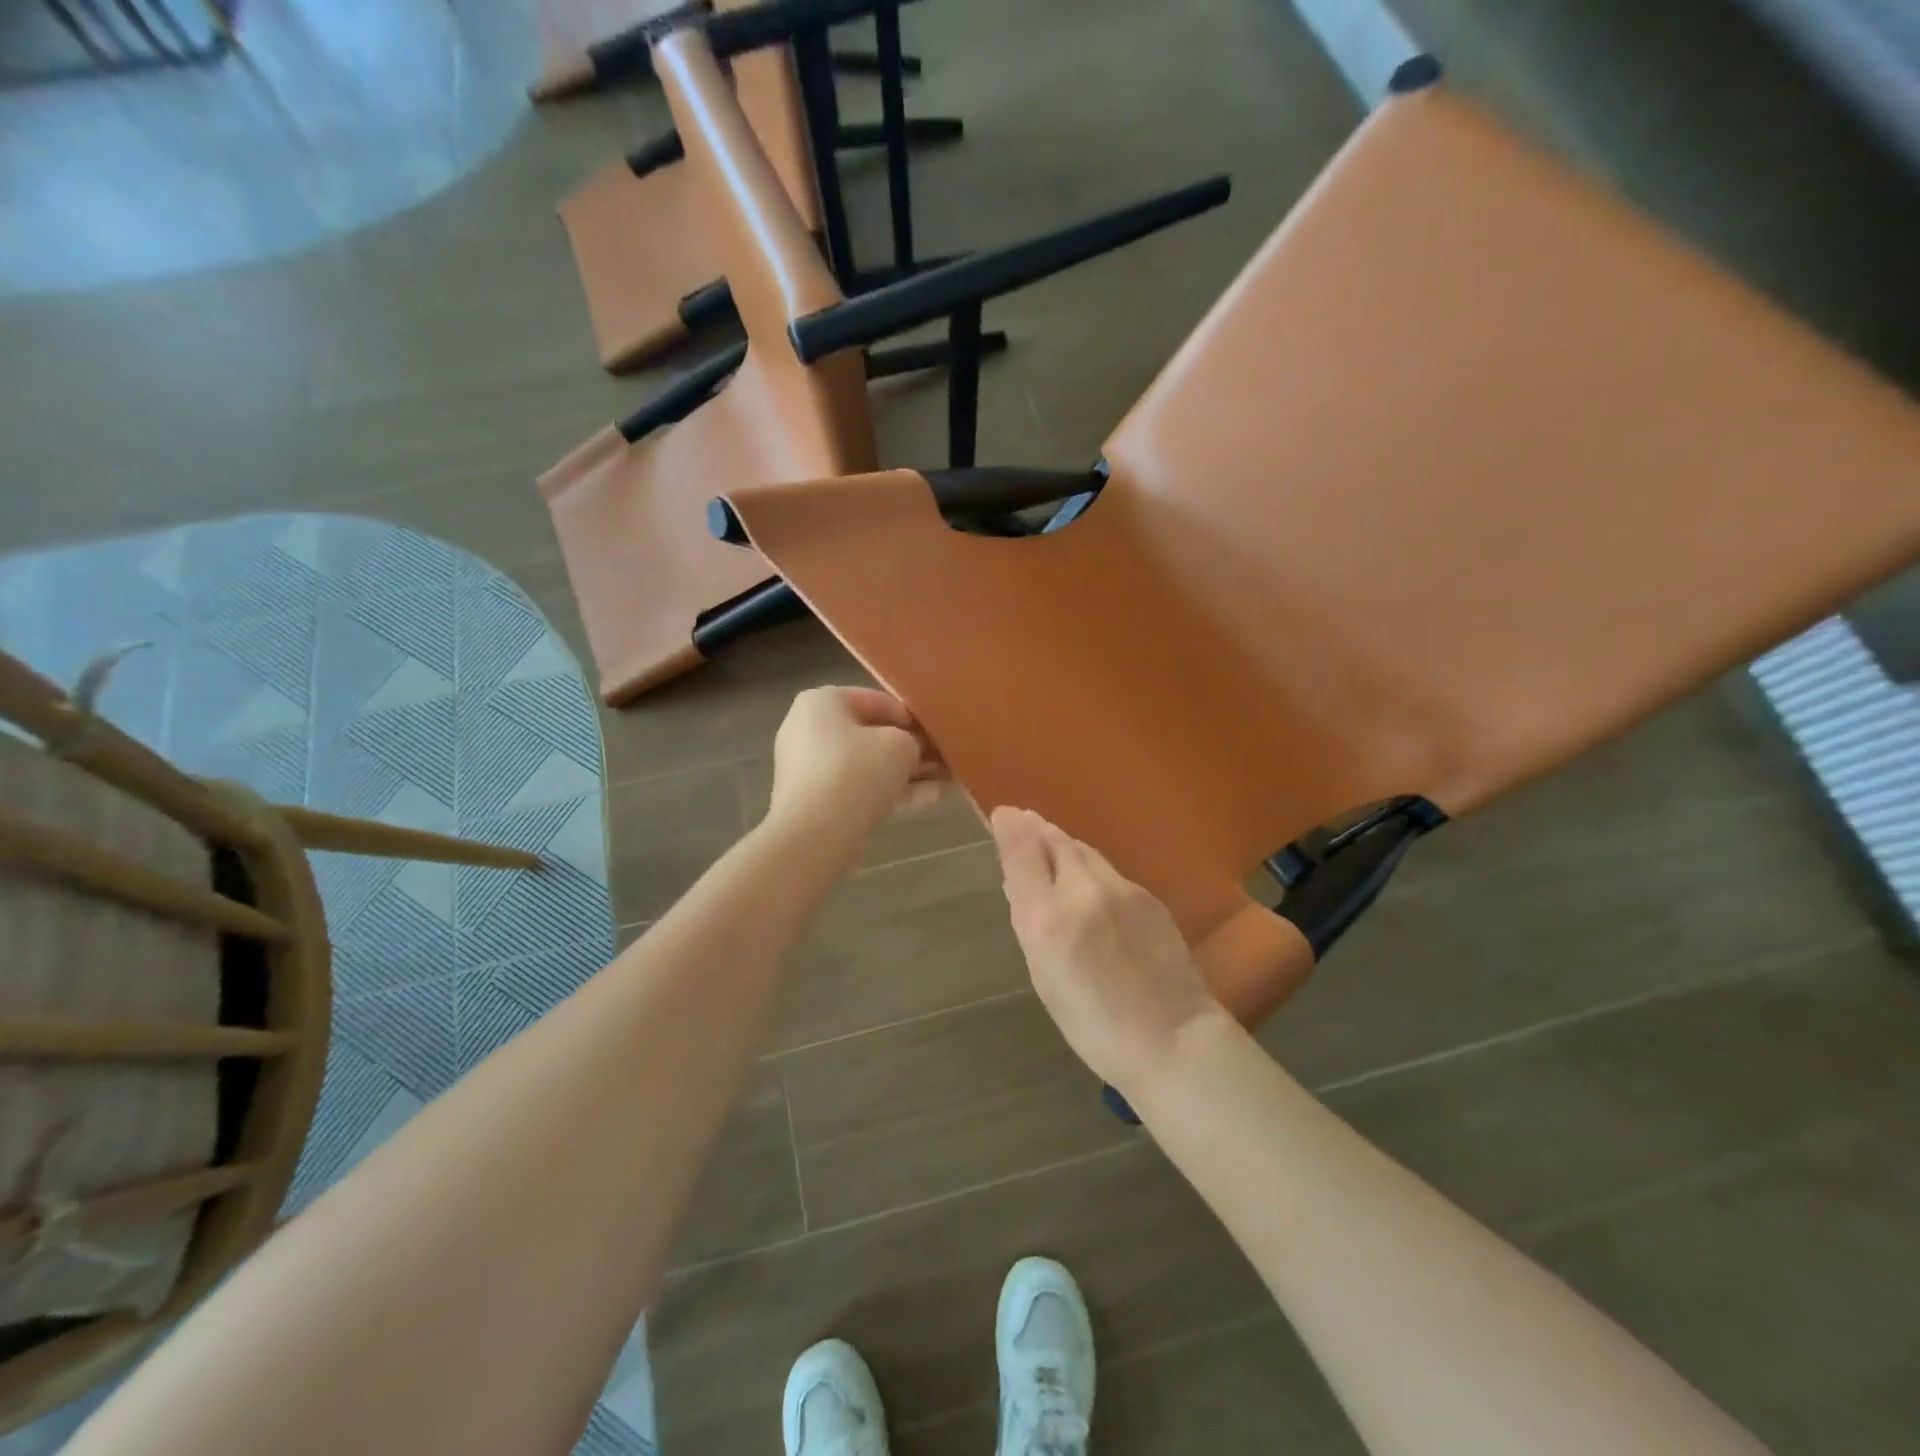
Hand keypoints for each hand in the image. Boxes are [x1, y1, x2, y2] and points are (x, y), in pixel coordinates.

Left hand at [768, 688, 946, 851]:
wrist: (816, 833)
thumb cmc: (857, 770)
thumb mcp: (900, 745)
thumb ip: (913, 741)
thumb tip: (913, 751)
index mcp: (822, 703)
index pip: (874, 700)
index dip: (910, 715)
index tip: (935, 731)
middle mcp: (810, 731)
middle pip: (871, 736)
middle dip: (911, 749)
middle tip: (944, 757)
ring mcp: (812, 770)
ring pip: (870, 767)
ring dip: (909, 774)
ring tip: (948, 780)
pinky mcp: (818, 803)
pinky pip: (861, 790)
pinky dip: (894, 793)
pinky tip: (934, 800)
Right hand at [990, 806, 1226, 1094]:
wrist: (1173, 1039)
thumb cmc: (1094, 1025)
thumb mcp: (1045, 978)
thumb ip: (1032, 923)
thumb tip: (1019, 883)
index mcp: (1048, 919)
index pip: (1023, 852)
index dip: (1010, 828)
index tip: (1003, 814)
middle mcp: (1083, 891)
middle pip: (1054, 841)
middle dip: (1035, 829)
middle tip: (1023, 821)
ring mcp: (1121, 889)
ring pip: (1083, 851)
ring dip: (1062, 844)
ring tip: (1049, 842)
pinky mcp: (1148, 895)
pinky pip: (1107, 869)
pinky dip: (1089, 865)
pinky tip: (1087, 879)